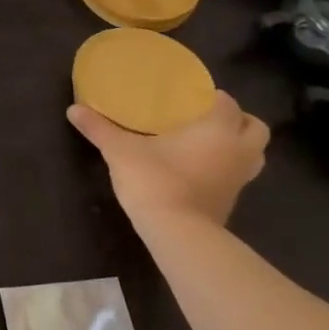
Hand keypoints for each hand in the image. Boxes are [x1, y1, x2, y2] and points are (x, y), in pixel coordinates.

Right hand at [67, 91, 268, 230]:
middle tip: (206, 117)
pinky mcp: (231, 201)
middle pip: (255, 128)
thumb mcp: (120, 150)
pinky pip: (237, 176)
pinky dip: (226, 168)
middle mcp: (237, 151)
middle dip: (238, 120)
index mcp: (218, 130)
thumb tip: (73, 109)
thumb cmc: (155, 180)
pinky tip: (197, 168)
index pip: (228, 103)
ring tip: (206, 142)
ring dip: (238, 146)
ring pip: (253, 154)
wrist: (177, 234)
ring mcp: (239, 180)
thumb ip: (99, 128)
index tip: (190, 95)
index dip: (212, 96)